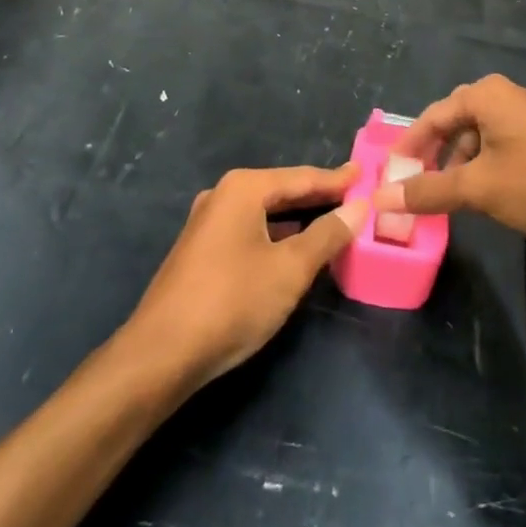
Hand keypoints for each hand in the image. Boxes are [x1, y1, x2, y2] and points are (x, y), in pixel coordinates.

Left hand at [125, 166, 366, 389]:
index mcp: (243, 189)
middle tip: (354, 195)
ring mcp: (207, 223)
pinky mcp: (201, 250)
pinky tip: (293, 247)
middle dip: (318, 195)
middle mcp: (223, 195)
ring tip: (332, 219)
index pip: (301, 178)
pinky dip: (277, 233)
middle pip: (281, 190)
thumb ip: (327, 235)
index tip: (364, 173)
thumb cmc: (233, 301)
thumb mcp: (290, 268)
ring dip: (298, 217)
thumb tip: (359, 206)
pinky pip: (250, 229)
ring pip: (264, 212)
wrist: (162, 353)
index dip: (335, 178)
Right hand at [375, 75, 525, 243]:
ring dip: (459, 164)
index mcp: (484, 95)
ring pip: (478, 136)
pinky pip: (499, 144)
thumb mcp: (478, 188)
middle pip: (454, 123)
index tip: (390, 176)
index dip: (408, 148)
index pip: (431, 117)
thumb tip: (380, 197)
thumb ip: (428, 191)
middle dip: (433, 156)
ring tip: (449, 196)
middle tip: (416, 185)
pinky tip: (485, 193)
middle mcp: (504, 95)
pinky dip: (484, 166)